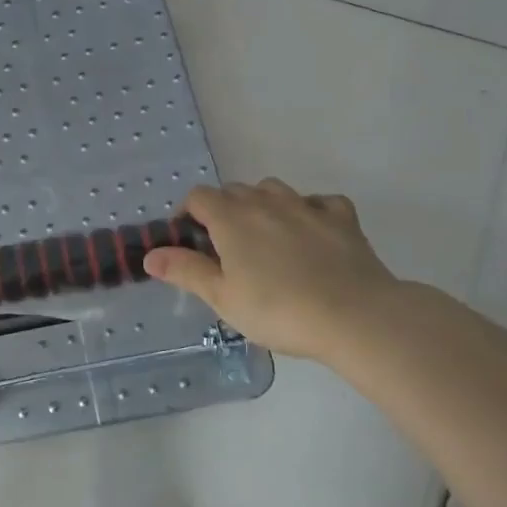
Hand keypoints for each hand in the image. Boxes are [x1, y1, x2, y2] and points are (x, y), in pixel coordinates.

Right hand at [143, 180, 399, 365]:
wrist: (356, 316)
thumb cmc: (279, 310)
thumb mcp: (223, 298)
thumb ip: (185, 271)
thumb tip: (150, 255)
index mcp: (231, 218)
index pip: (199, 197)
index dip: (188, 214)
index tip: (189, 240)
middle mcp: (265, 202)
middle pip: (234, 191)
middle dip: (223, 210)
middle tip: (225, 248)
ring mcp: (306, 206)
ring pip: (273, 189)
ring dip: (262, 204)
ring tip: (264, 236)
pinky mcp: (342, 218)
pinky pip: (319, 202)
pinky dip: (309, 211)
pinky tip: (311, 232)